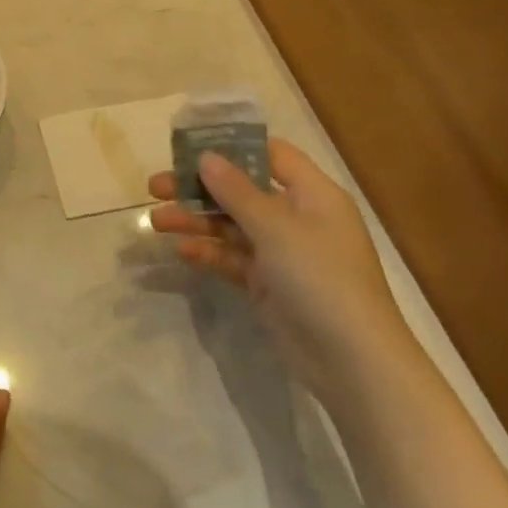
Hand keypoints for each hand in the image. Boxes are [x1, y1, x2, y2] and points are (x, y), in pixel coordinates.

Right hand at [148, 140, 413, 392]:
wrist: (352, 361)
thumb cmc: (320, 277)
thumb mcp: (276, 228)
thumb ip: (236, 191)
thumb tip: (206, 156)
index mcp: (312, 194)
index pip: (270, 154)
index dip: (231, 146)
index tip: (188, 146)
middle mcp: (297, 217)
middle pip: (242, 190)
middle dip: (199, 188)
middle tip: (155, 187)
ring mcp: (283, 253)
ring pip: (232, 226)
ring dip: (197, 221)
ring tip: (156, 221)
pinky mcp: (269, 284)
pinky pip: (233, 259)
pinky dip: (209, 253)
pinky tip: (181, 252)